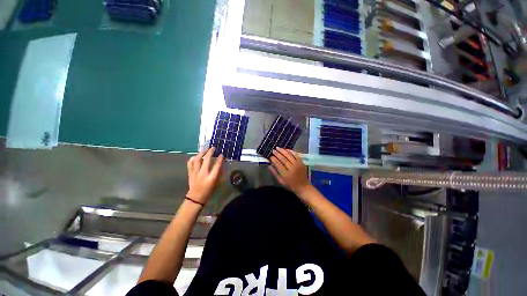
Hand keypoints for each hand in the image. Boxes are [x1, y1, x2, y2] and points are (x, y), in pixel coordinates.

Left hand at [186, 147, 224, 203]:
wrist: (195, 198)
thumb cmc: (209, 191)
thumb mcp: (217, 183)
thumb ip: (220, 173)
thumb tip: (222, 164)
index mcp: (211, 178)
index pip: (217, 166)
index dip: (220, 159)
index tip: (221, 154)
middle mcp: (203, 174)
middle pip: (206, 160)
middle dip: (210, 152)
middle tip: (213, 148)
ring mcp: (195, 173)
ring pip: (197, 160)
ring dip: (201, 153)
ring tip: (205, 150)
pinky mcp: (190, 173)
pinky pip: (190, 163)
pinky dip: (193, 158)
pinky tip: (196, 156)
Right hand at [269, 148, 310, 194]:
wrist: (303, 186)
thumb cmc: (290, 185)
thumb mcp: (281, 181)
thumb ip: (274, 173)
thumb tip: (269, 165)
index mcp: (286, 174)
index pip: (278, 164)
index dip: (274, 159)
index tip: (270, 156)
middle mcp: (292, 168)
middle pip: (283, 159)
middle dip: (277, 154)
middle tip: (273, 150)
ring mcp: (297, 165)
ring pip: (289, 155)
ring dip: (283, 151)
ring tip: (278, 148)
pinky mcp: (301, 162)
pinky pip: (295, 155)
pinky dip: (290, 151)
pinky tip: (286, 149)